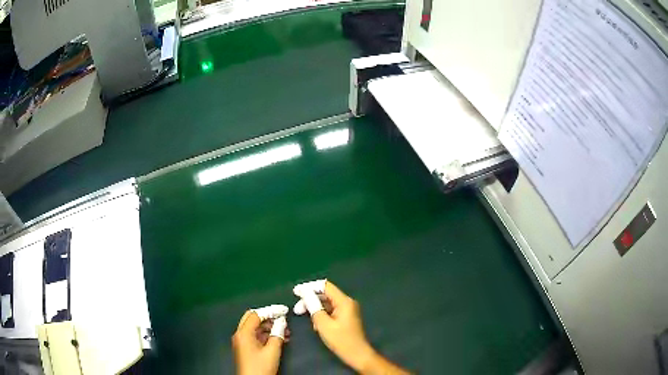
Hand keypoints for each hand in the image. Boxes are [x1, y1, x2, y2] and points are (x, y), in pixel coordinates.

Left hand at [232, 309, 287, 374]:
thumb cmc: (261, 367)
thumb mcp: (272, 351)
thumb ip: (277, 334)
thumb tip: (282, 321)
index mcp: (244, 333)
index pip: (256, 314)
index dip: (270, 311)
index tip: (284, 311)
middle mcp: (240, 334)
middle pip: (253, 318)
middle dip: (268, 317)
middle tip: (283, 318)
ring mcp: (242, 341)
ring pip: (255, 327)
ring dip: (269, 326)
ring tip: (286, 330)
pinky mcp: (246, 347)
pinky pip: (255, 335)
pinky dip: (266, 334)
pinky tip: (280, 338)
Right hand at [294, 281, 408, 373]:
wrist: (357, 354)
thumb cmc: (341, 340)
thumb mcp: (323, 324)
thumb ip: (314, 307)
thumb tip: (305, 294)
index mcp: (344, 301)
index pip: (325, 286)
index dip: (309, 287)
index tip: (296, 292)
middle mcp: (347, 302)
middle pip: (326, 294)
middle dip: (310, 299)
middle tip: (297, 308)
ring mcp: (347, 310)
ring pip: (327, 303)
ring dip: (314, 307)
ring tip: (303, 316)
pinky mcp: (345, 317)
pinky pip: (331, 310)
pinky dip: (321, 314)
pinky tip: (314, 323)